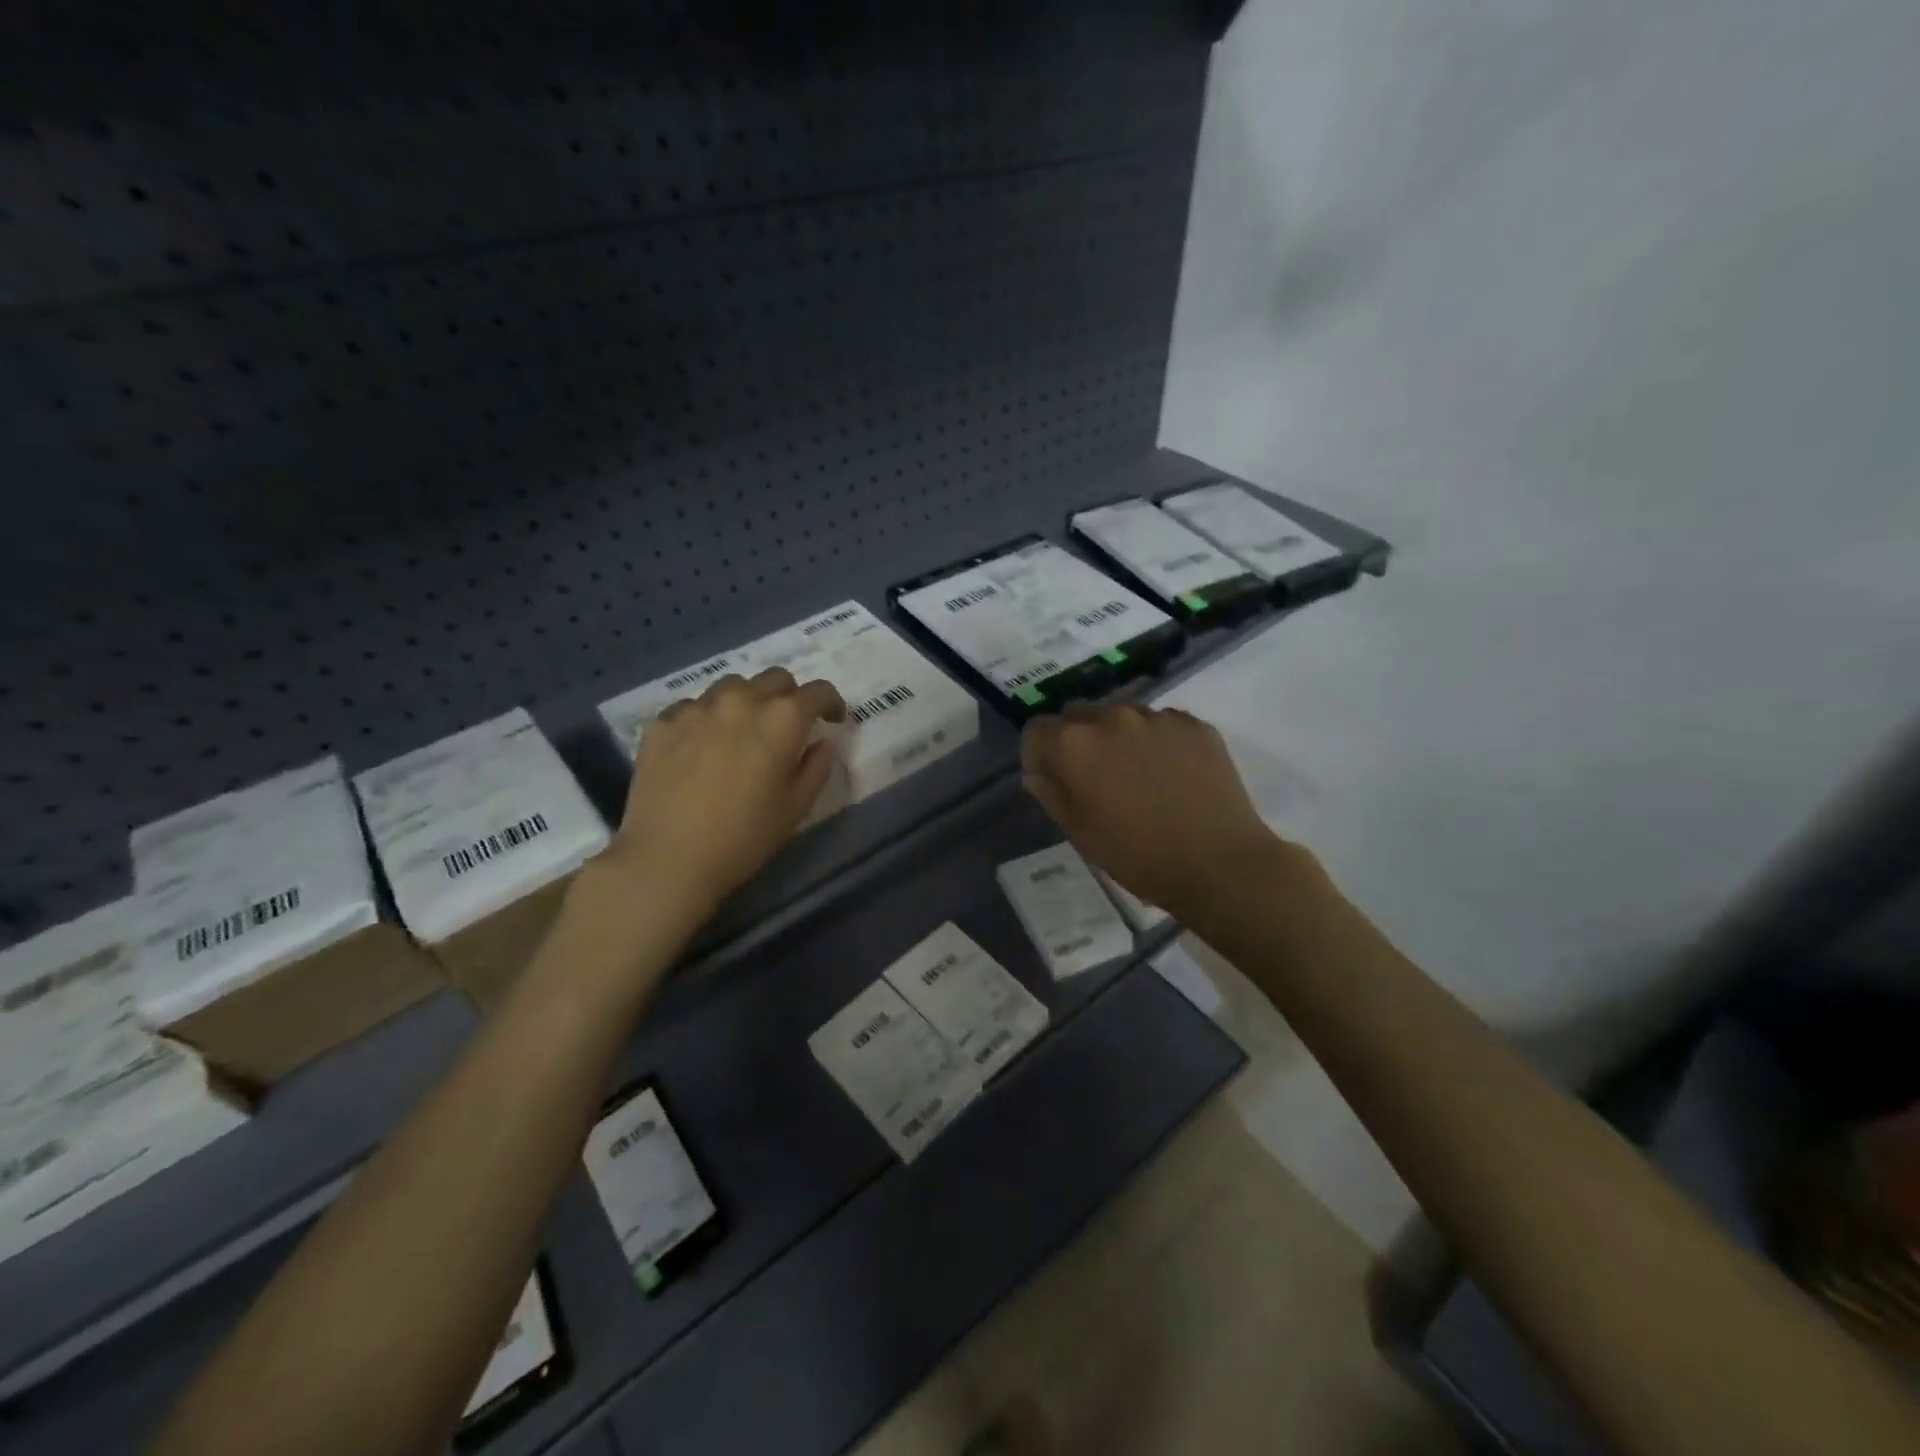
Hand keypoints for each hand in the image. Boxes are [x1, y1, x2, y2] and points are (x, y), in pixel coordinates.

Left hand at [611, 668, 845, 908]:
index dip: (831, 703)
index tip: (833, 719)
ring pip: (732, 686)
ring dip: (748, 701)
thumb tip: (822, 743)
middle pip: (775, 679)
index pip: (817, 691)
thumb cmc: (743, 838)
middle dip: (790, 697)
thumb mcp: (796, 808)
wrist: (667, 859)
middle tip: (788, 726)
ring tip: (742, 731)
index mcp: (782, 719)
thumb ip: (817, 767)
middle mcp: (741, 700)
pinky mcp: (662, 722)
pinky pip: (693, 706)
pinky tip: (702, 746)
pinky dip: (707, 718)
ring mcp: (697, 707)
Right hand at [1021, 704, 1292, 915]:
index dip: (1039, 755)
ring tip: (1139, 776)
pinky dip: (1157, 742)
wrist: (1219, 863)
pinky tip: (1172, 775)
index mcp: (1074, 744)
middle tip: (1095, 778)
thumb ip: (1051, 793)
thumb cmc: (1138, 856)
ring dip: (1118, 738)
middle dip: (1077, 740)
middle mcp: (1111, 717)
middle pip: (1078, 715)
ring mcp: (1157, 717)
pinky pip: (1162, 724)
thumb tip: (1038, 773)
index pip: (1037, 730)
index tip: (1052, 779)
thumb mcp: (1080, 832)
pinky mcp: (1194, 724)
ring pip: (1122, 716)